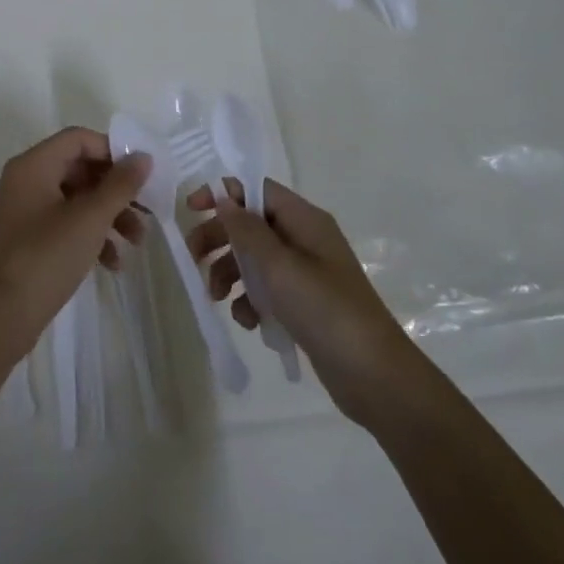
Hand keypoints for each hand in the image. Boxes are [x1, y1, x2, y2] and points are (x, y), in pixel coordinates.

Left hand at [0, 128, 149, 370]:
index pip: (78, 139)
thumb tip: (143, 157)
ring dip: (110, 216)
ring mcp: (26, 210)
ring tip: (137, 240)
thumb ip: (120, 185)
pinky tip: (113, 263)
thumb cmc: (46, 258)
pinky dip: (91, 236)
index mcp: (33, 166)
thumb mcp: (90, 219)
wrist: (3, 316)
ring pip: (77, 199)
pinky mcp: (29, 238)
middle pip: (80, 169)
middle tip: (147, 208)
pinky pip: (66, 224)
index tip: (142, 173)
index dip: (113, 151)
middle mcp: (26, 180)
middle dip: (116, 190)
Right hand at [189, 179, 414, 417]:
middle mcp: (305, 239)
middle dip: (220, 240)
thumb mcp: (279, 265)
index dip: (224, 194)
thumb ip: (247, 230)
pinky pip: (267, 291)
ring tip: (218, 298)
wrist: (372, 373)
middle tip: (194, 260)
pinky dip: (251, 302)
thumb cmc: (323, 309)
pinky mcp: (303, 303)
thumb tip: (226, 198)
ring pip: (254, 260)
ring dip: (231, 274)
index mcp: (304, 220)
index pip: (257, 190)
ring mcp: (305, 273)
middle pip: (251, 225)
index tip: (191, 209)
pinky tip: (248, 322)